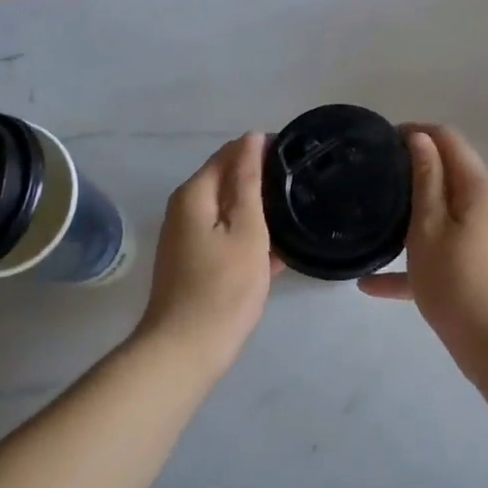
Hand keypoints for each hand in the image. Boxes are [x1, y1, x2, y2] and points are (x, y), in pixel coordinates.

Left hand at [136, 133, 281, 373]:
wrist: (187, 349)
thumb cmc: (223, 287)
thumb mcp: (246, 229)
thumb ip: (248, 181)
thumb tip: (251, 138)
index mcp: (195, 194)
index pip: (231, 153)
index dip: (263, 150)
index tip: (298, 158)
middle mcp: (184, 209)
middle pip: (228, 181)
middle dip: (262, 180)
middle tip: (303, 186)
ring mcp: (187, 238)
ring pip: (230, 212)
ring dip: (258, 212)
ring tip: (297, 213)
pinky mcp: (194, 263)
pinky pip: (227, 237)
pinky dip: (249, 238)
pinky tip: (278, 250)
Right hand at [358, 124, 487, 369]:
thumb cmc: (457, 280)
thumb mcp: (429, 227)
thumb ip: (425, 180)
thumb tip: (421, 138)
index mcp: (479, 189)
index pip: (449, 140)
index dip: (416, 132)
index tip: (381, 141)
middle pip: (450, 177)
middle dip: (412, 172)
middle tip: (373, 180)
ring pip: (445, 217)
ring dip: (412, 217)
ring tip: (374, 223)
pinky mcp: (486, 269)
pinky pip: (447, 253)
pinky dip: (418, 260)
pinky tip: (373, 285)